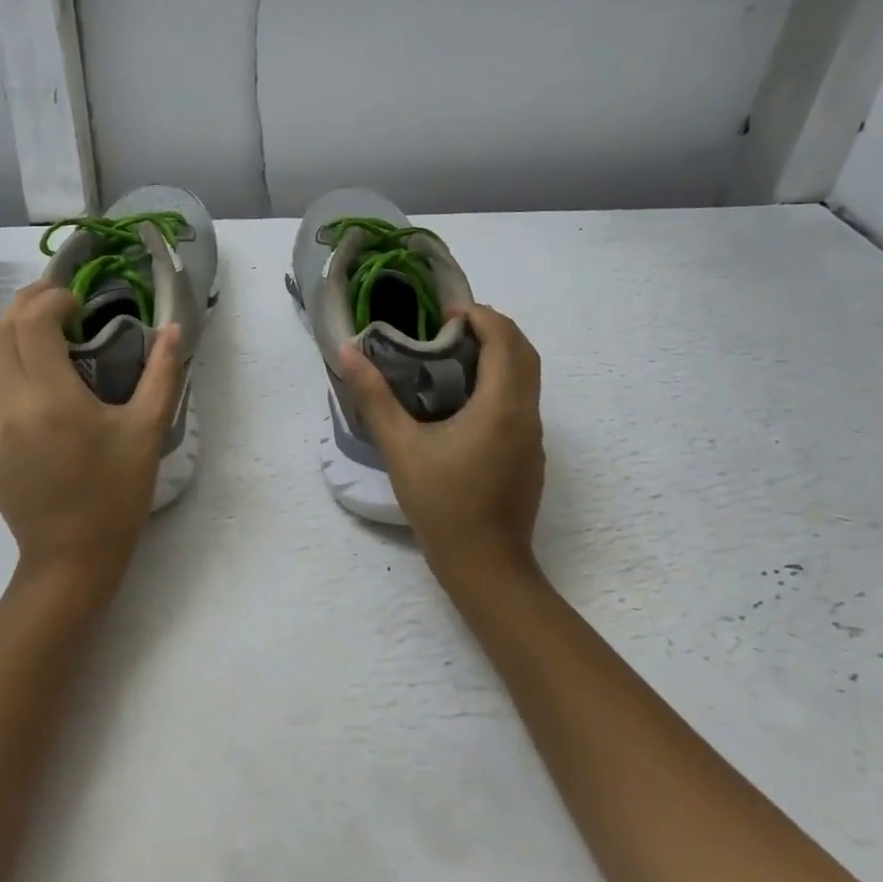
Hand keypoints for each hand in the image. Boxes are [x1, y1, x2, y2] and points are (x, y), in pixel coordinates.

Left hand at [0, 283, 184, 591]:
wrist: (70, 560)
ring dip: (15, 335)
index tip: (79, 302)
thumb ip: (162, 374)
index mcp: (50, 397)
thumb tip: (172, 329)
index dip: (51, 299)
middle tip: (60, 300)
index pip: (32, 323)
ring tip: (49, 332)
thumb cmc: (115, 494)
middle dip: (27, 305)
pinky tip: (43, 383)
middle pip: (1, 333)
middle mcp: (11, 405)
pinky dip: (12, 368)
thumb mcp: (147, 432)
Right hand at [340, 303, 545, 592]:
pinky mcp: (531, 454)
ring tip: (455, 355)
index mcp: (501, 405)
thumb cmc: (442, 505)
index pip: (504, 338)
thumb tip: (348, 353)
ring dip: (500, 354)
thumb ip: (374, 396)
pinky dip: (502, 381)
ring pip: (528, 376)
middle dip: (492, 328)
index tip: (443, 314)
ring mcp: (534, 436)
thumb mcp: (400, 448)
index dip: (479, 315)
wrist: (486, 567)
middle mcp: (526, 414)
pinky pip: (523, 400)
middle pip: (523, 351)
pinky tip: (466, 400)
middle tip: (449, 327)